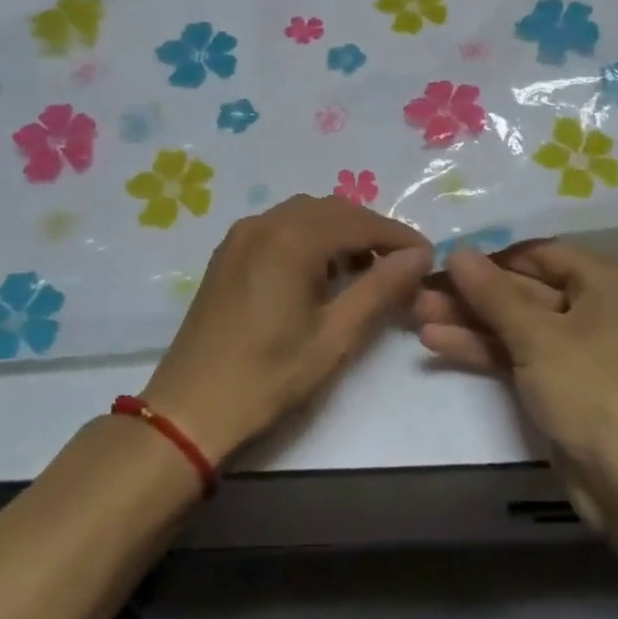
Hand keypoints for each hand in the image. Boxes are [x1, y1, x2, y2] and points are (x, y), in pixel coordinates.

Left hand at [142, 196, 432, 465]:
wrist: (189, 408)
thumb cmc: (268, 377)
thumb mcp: (334, 338)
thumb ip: (380, 289)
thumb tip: (420, 256)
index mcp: (291, 240)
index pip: (360, 222)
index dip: (399, 237)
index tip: (428, 258)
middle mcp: (265, 223)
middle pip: (334, 210)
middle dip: (371, 231)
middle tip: (399, 267)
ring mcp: (242, 235)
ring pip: (306, 214)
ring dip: (341, 232)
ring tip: (364, 271)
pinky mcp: (229, 252)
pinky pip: (281, 226)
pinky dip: (310, 237)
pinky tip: (320, 272)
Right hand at [413, 241, 617, 496]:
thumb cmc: (593, 391)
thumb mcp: (538, 337)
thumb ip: (493, 293)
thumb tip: (457, 251)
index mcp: (606, 280)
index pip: (537, 253)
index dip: (489, 255)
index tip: (441, 257)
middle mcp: (596, 305)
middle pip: (523, 288)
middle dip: (471, 292)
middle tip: (419, 288)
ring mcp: (578, 347)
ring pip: (516, 323)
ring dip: (469, 320)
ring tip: (415, 313)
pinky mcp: (562, 381)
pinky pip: (519, 353)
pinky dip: (483, 348)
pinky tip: (436, 342)